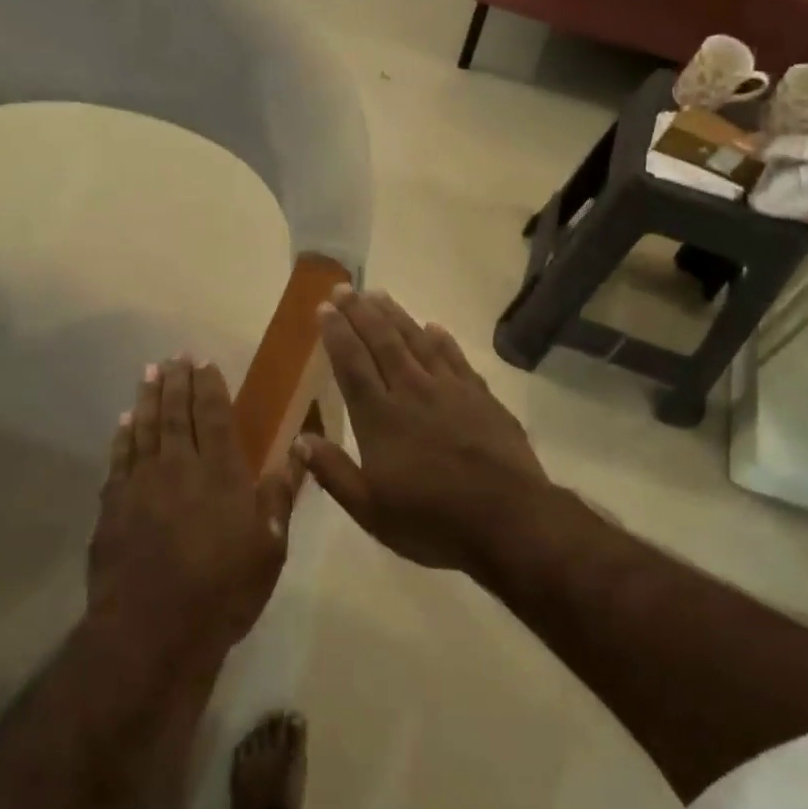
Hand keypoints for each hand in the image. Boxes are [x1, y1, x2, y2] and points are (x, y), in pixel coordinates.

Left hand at [88, 357, 304, 658]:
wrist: (154, 629)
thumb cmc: (224, 590)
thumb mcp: (269, 547)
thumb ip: (280, 494)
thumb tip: (300, 449)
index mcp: (221, 473)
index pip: (215, 416)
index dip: (210, 387)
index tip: (204, 362)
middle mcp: (179, 466)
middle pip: (176, 413)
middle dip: (176, 382)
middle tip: (173, 356)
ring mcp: (141, 484)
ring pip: (145, 428)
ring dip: (147, 397)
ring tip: (149, 372)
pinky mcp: (113, 505)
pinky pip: (119, 458)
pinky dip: (123, 435)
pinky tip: (124, 421)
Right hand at [297, 287, 550, 574]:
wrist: (509, 520)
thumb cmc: (432, 521)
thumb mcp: (371, 511)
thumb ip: (333, 473)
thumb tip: (299, 440)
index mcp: (380, 418)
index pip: (352, 365)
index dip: (336, 334)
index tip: (324, 307)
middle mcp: (412, 392)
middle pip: (382, 342)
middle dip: (360, 313)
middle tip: (345, 287)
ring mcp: (450, 391)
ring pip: (417, 342)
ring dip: (396, 316)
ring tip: (379, 295)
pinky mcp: (482, 397)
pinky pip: (456, 358)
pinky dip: (442, 340)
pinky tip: (433, 327)